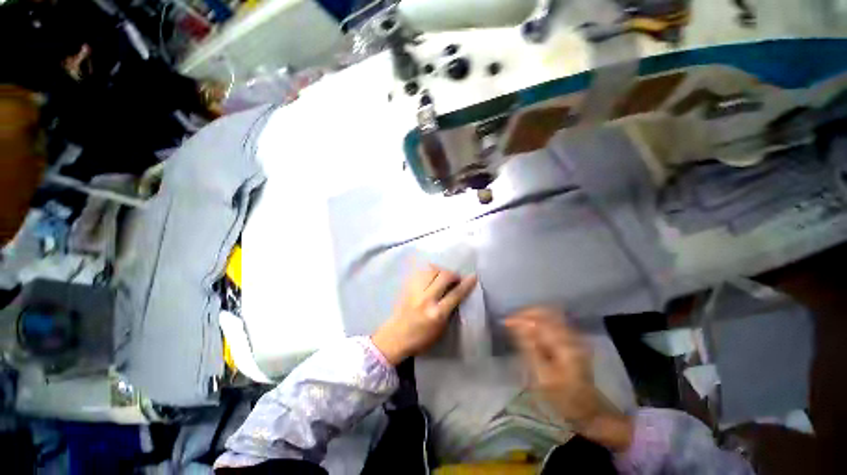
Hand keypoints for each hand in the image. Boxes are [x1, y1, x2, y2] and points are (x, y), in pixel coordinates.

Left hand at [372, 265, 476, 364]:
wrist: (395, 336)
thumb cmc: (420, 339)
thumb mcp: (440, 330)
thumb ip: (449, 311)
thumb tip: (457, 294)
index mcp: (437, 313)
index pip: (455, 294)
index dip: (466, 284)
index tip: (473, 277)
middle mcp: (426, 299)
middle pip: (444, 277)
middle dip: (453, 274)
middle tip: (455, 279)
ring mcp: (415, 291)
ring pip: (432, 270)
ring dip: (441, 270)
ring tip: (443, 276)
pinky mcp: (407, 287)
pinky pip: (420, 272)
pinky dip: (429, 270)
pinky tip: (431, 274)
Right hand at [505, 307, 632, 451]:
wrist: (588, 410)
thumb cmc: (563, 397)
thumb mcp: (542, 375)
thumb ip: (530, 347)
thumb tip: (517, 325)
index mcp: (565, 345)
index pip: (540, 321)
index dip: (521, 318)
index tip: (505, 322)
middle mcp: (572, 335)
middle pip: (546, 312)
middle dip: (526, 314)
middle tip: (511, 321)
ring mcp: (574, 336)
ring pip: (549, 315)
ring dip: (531, 317)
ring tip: (517, 325)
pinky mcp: (572, 339)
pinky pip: (552, 322)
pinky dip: (538, 322)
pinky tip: (529, 331)